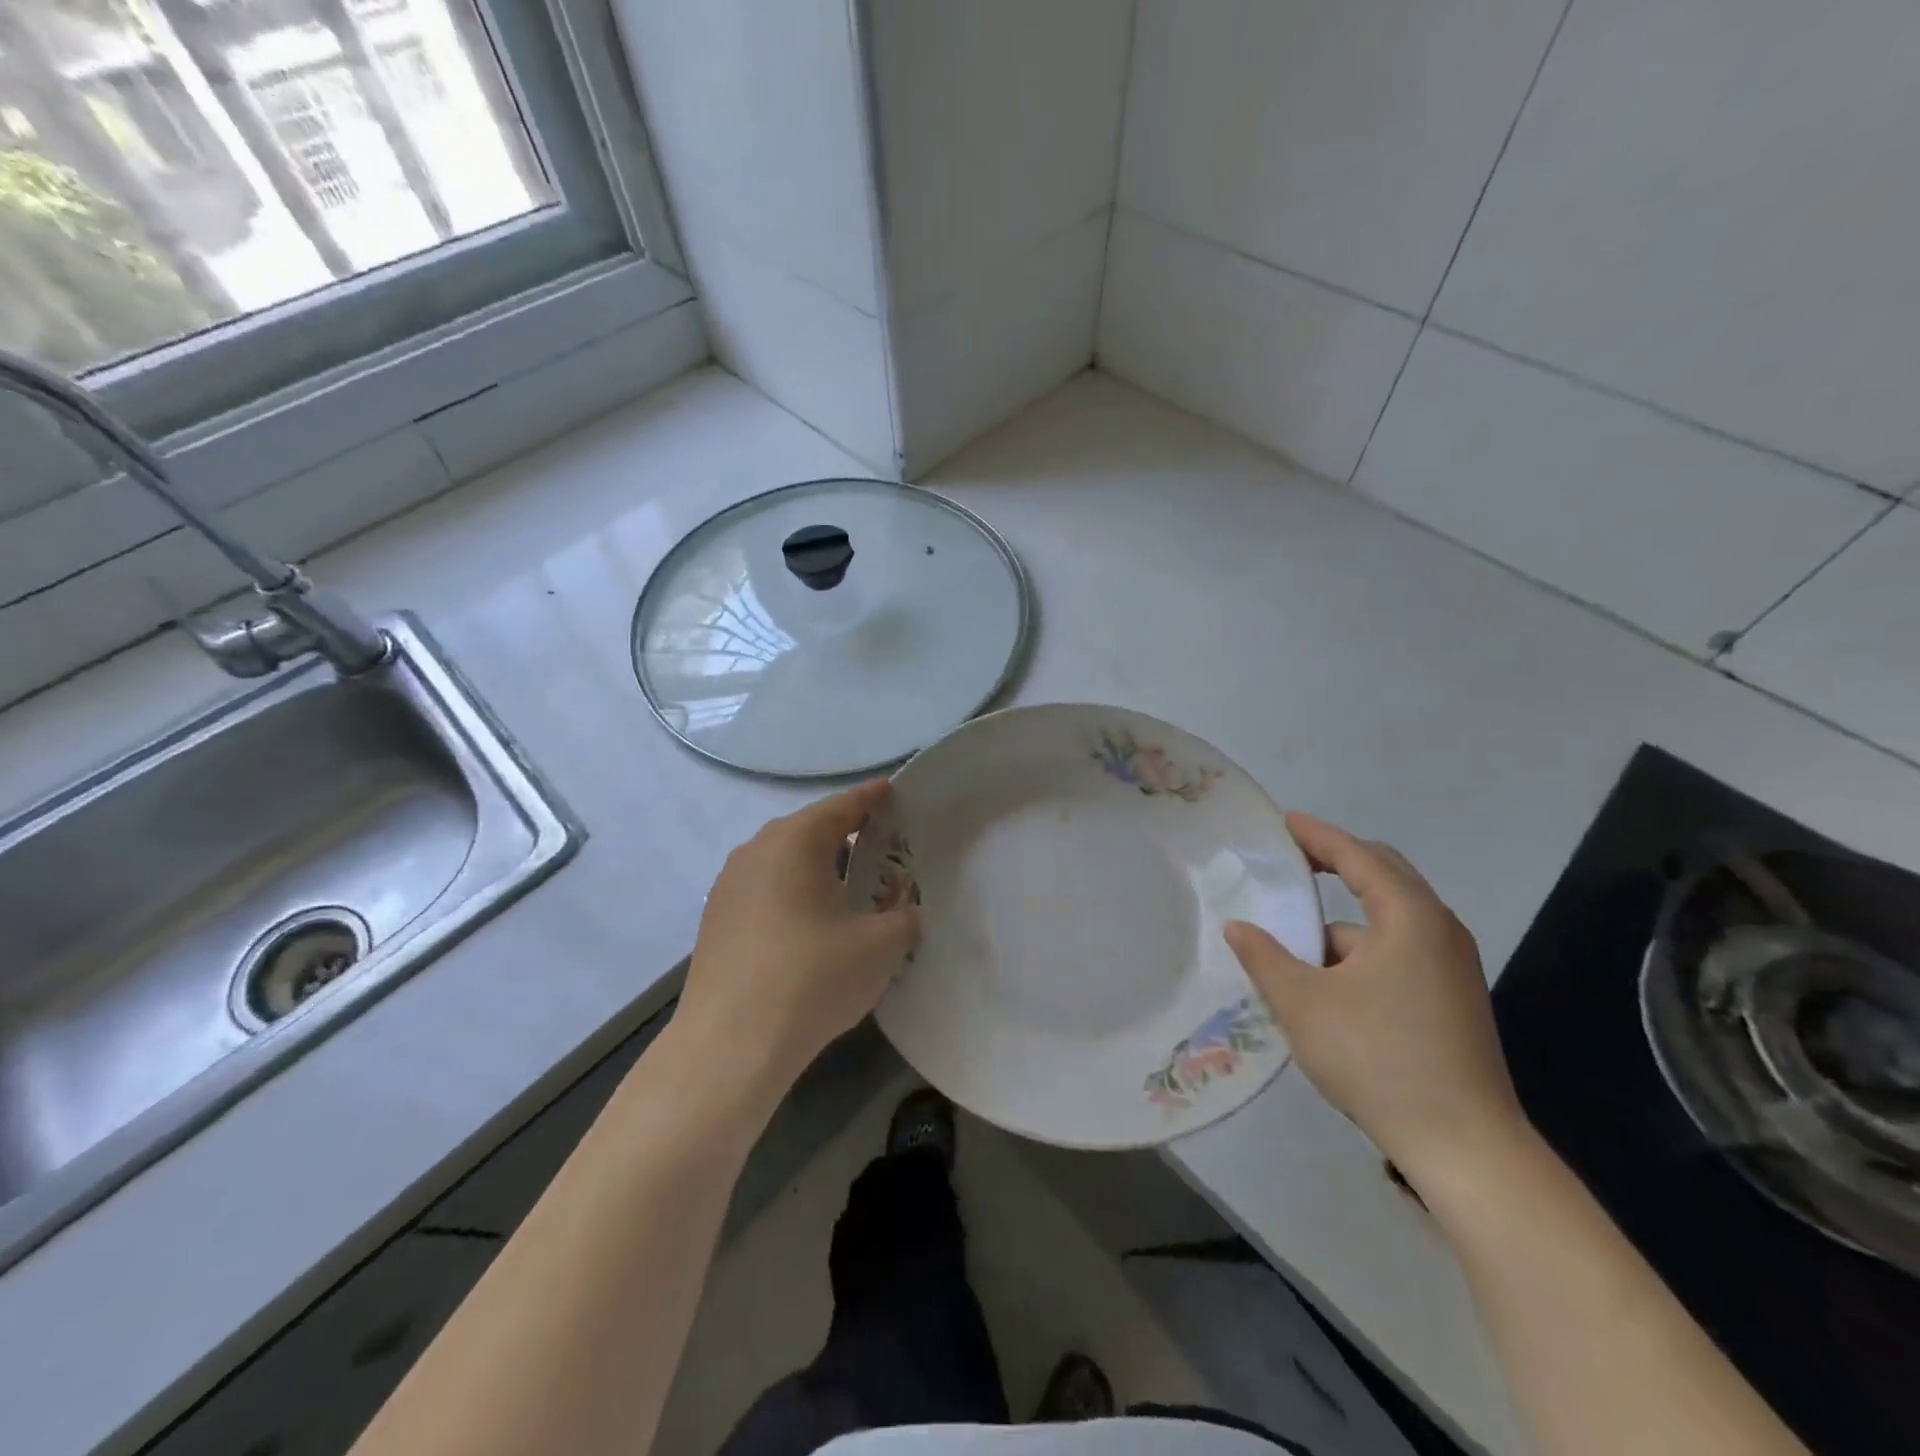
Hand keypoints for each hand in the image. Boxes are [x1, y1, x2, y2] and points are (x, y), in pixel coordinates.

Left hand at [678, 780, 920, 1100]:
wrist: (729, 1046)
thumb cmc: (812, 979)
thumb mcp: (881, 946)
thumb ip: (904, 917)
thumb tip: (905, 911)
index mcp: (795, 841)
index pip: (843, 806)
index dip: (873, 798)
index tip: (894, 792)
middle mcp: (756, 850)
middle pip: (811, 831)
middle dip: (849, 835)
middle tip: (884, 847)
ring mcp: (729, 886)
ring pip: (785, 862)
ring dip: (819, 868)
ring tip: (851, 888)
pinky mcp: (716, 921)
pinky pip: (766, 890)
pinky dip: (794, 894)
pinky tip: (812, 926)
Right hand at [1224, 813, 1527, 1186]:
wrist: (1465, 1148)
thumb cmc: (1378, 1058)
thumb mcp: (1302, 1003)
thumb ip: (1264, 957)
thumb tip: (1239, 927)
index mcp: (1409, 917)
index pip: (1357, 856)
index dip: (1316, 835)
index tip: (1282, 822)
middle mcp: (1438, 930)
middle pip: (1383, 876)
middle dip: (1336, 864)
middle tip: (1290, 862)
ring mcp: (1451, 967)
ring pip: (1387, 921)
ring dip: (1342, 921)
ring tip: (1294, 940)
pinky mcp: (1452, 999)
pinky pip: (1397, 951)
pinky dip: (1359, 952)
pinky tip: (1328, 983)